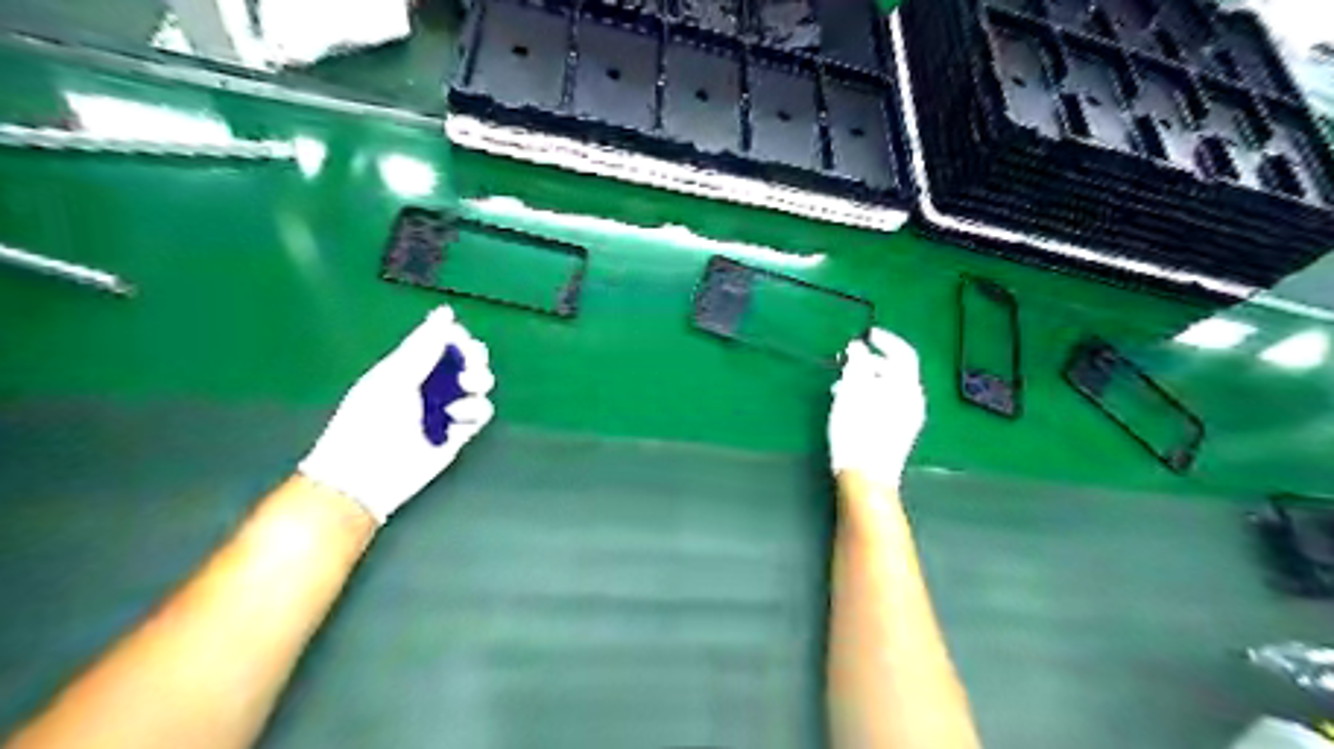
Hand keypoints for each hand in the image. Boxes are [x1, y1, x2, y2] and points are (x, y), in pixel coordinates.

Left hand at [295, 307, 494, 524]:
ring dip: (477, 385)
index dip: (456, 338)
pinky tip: (457, 419)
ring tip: (463, 393)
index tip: (460, 342)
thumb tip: (444, 312)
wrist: (367, 475)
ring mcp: (445, 409)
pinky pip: (481, 413)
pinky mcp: (459, 433)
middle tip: (469, 367)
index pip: (442, 341)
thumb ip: (423, 346)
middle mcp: (430, 384)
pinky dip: (475, 412)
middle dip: (474, 359)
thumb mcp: (395, 377)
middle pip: (466, 361)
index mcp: (409, 366)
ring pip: (478, 386)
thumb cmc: (371, 420)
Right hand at [832, 326, 924, 488]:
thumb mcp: (853, 391)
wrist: (866, 477)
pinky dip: (869, 395)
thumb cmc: (858, 430)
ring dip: (866, 380)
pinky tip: (848, 403)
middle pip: (895, 372)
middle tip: (847, 360)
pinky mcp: (896, 433)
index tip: (867, 333)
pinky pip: (885, 403)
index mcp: (907, 388)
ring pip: (888, 388)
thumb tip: (858, 347)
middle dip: (870, 362)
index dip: (886, 341)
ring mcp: (906, 419)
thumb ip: (857, 364)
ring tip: (840, 384)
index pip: (903, 354)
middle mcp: (913, 401)